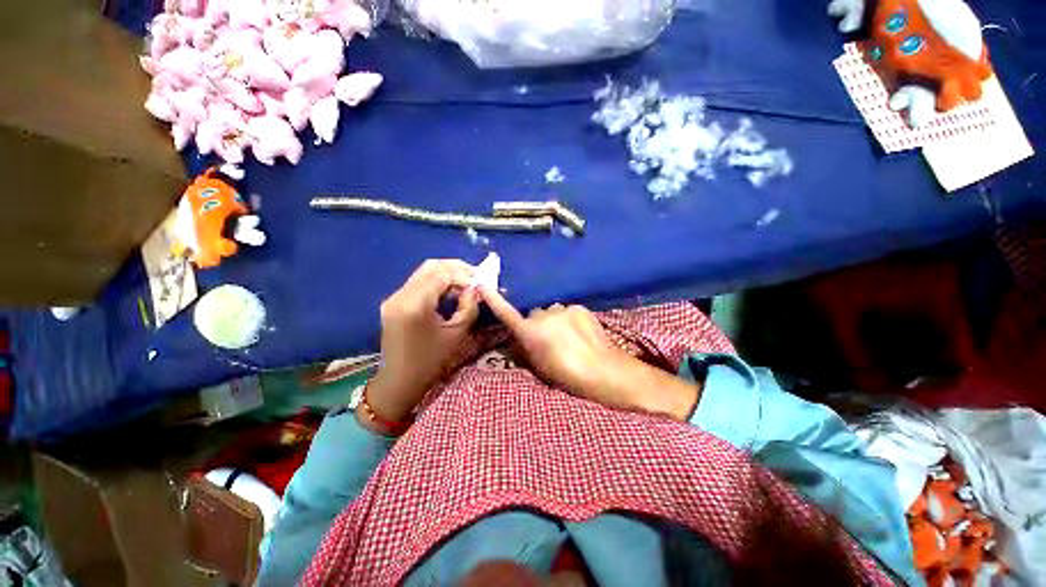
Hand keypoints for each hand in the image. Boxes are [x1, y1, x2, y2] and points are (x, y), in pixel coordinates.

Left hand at [365, 260, 479, 427]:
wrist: (400, 380)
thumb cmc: (431, 360)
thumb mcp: (457, 333)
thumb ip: (469, 306)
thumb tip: (476, 288)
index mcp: (415, 305)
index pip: (441, 274)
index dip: (464, 275)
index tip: (481, 283)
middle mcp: (400, 295)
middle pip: (431, 267)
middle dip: (456, 268)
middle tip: (476, 276)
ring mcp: (394, 297)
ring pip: (424, 272)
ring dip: (447, 273)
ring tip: (466, 283)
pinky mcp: (394, 302)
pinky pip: (418, 283)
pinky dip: (437, 282)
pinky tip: (450, 291)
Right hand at [480, 288, 700, 420]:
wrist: (604, 371)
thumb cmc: (567, 376)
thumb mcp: (540, 369)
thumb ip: (525, 351)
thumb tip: (517, 341)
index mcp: (530, 333)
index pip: (507, 313)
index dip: (494, 300)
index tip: (482, 285)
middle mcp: (543, 316)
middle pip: (534, 315)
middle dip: (538, 324)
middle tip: (550, 341)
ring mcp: (563, 309)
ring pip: (552, 312)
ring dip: (555, 321)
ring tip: (569, 338)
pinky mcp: (579, 307)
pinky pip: (568, 311)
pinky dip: (570, 319)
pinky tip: (581, 333)